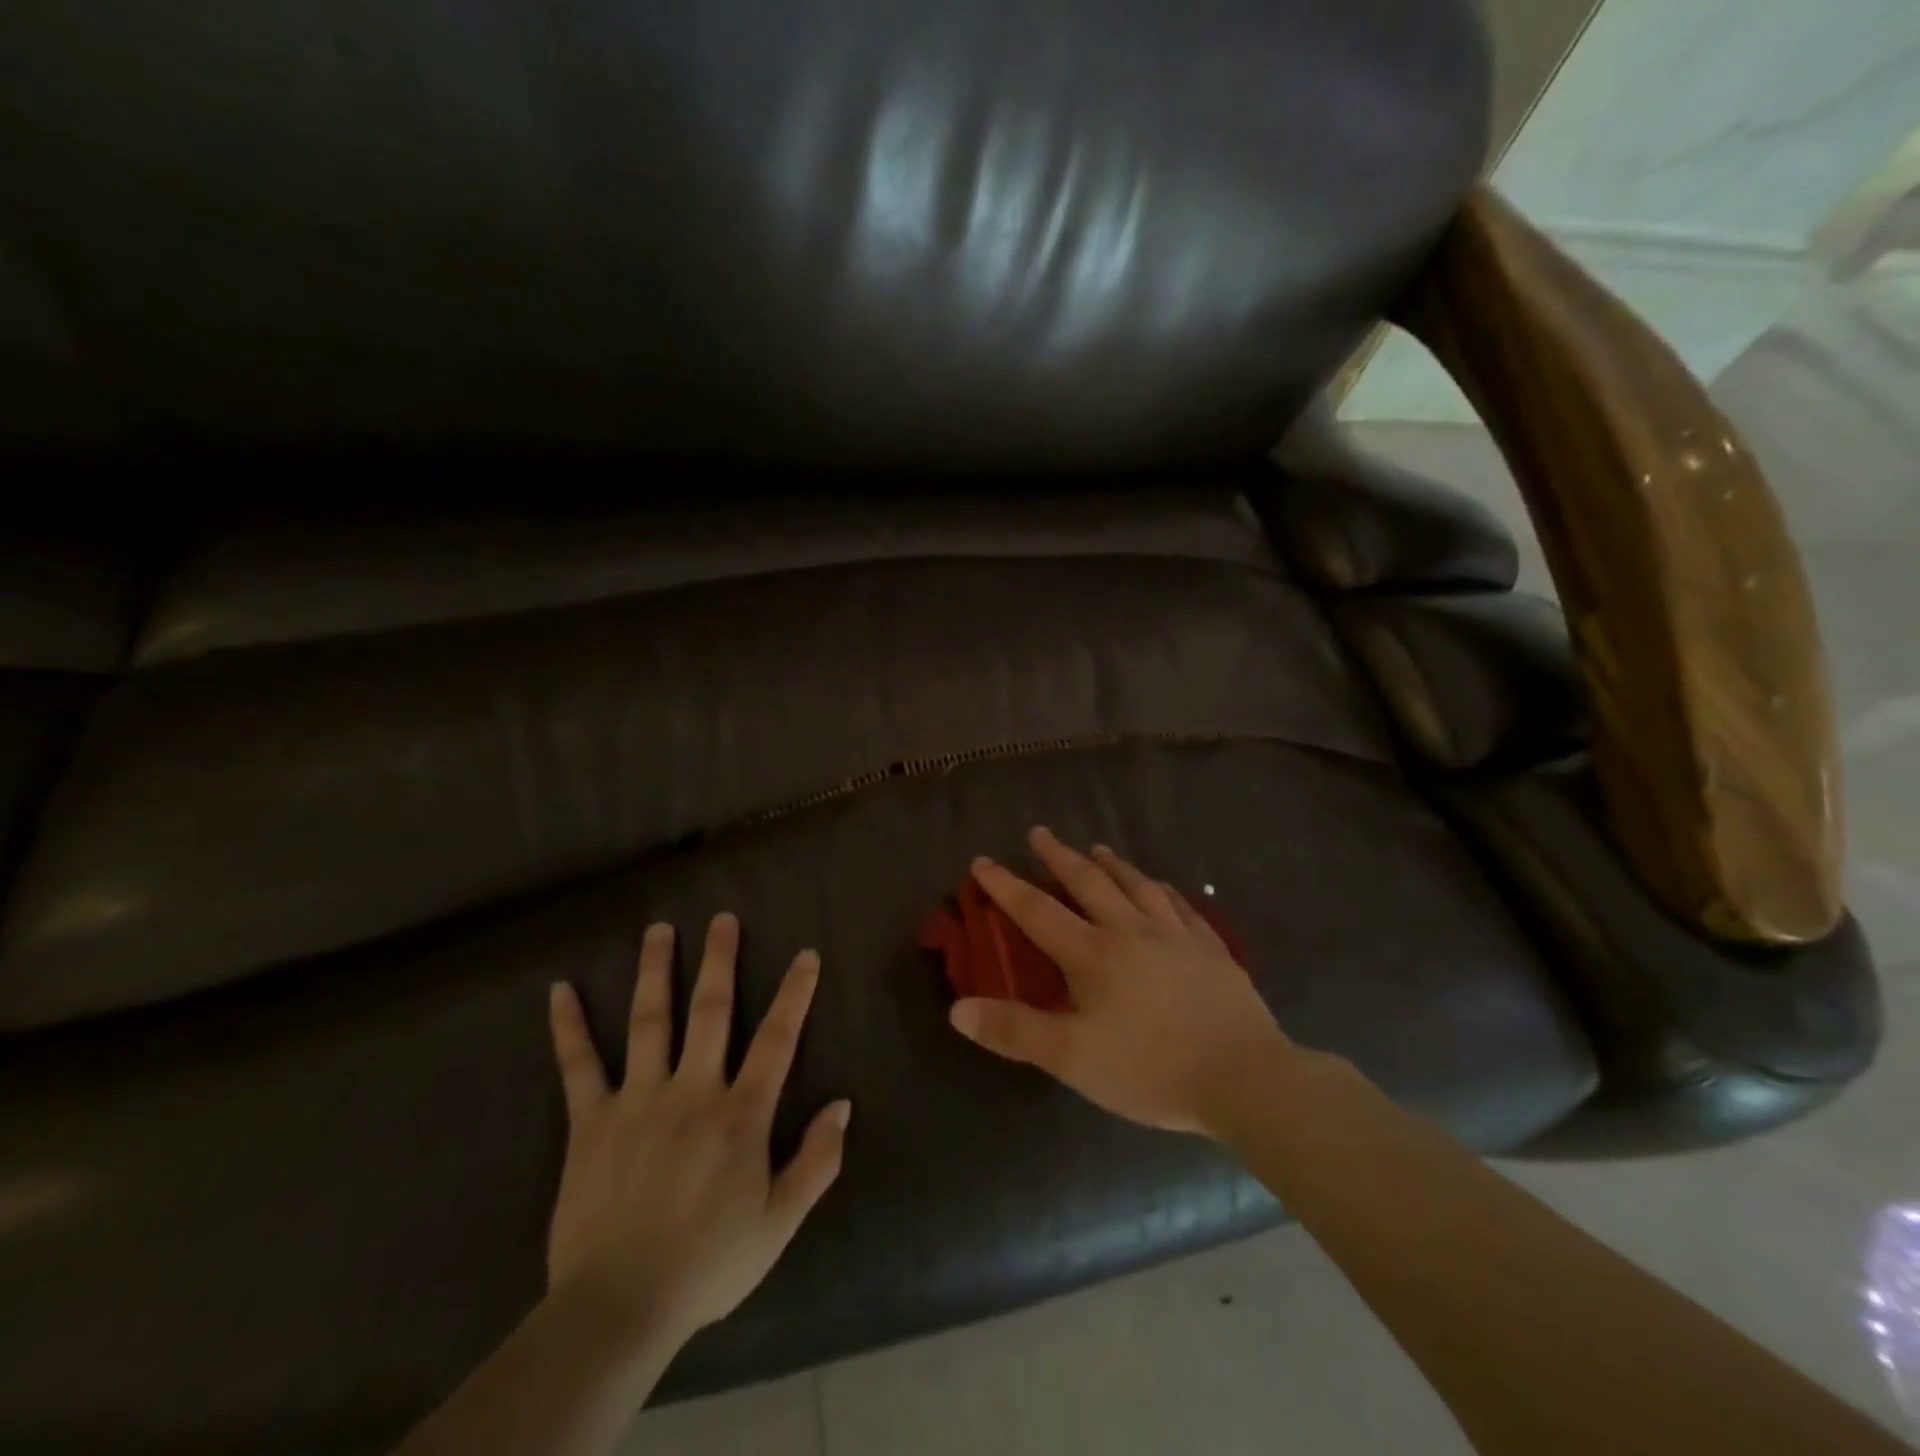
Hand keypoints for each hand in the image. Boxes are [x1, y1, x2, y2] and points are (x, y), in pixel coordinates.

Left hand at [545, 913, 849, 1352]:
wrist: (618, 1307)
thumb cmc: (708, 1264)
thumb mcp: (779, 1223)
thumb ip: (816, 1161)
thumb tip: (842, 1105)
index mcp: (741, 1115)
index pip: (777, 1039)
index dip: (795, 993)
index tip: (805, 954)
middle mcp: (692, 1091)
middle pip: (711, 1011)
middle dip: (720, 961)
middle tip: (723, 919)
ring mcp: (638, 1099)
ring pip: (650, 1021)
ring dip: (656, 971)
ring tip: (659, 930)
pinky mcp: (591, 1120)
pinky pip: (578, 1065)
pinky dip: (568, 1027)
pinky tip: (560, 991)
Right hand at [949, 827, 1295, 1137]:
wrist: (1244, 1077)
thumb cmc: (1150, 1068)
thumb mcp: (1072, 1058)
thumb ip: (1014, 1031)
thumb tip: (957, 1009)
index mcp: (1093, 953)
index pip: (1037, 910)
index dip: (1006, 885)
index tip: (983, 860)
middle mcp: (1131, 930)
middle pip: (1089, 883)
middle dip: (1059, 856)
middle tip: (1041, 833)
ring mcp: (1176, 935)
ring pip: (1137, 885)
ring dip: (1112, 864)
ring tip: (1097, 848)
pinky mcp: (1211, 949)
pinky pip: (1181, 906)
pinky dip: (1162, 890)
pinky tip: (1161, 887)